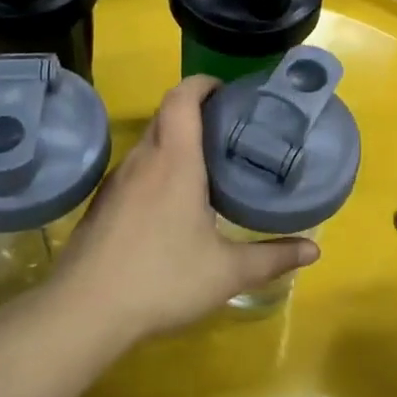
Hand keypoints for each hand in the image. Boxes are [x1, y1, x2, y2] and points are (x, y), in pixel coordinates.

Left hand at [53, 76, 319, 339]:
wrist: (82, 313)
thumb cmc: (161, 280)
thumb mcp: (227, 272)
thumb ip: (273, 257)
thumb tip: (314, 251)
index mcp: (175, 160)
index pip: (183, 97)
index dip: (203, 83)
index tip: (227, 91)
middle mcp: (143, 160)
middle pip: (167, 115)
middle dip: (197, 111)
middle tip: (230, 129)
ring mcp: (117, 182)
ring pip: (150, 144)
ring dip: (176, 141)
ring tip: (207, 164)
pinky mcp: (101, 205)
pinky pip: (135, 170)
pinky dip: (157, 168)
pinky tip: (172, 204)